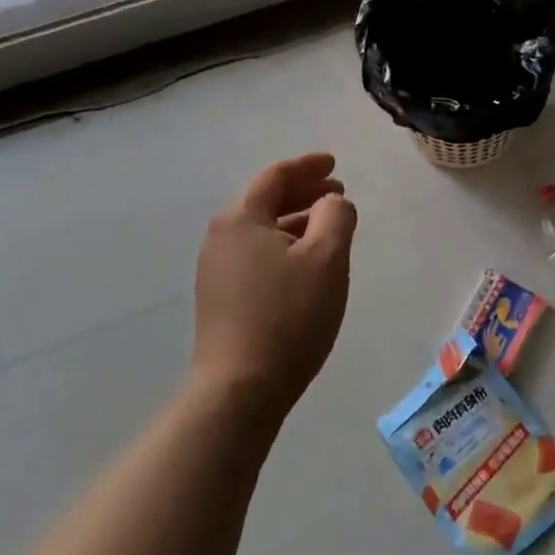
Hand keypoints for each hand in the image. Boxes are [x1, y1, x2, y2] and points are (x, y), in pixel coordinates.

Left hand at [194, 153, 357, 418]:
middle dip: (304, 193)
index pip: (277, 177)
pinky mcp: (221, 299)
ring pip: (263, 230)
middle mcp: (221, 238)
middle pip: (266, 201)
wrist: (240, 389)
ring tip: (329, 226)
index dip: (309, 166)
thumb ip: (336, 216)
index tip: (335, 164)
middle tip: (338, 193)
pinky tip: (306, 263)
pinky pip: (258, 255)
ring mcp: (217, 270)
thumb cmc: (289, 315)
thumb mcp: (326, 258)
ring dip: (297, 221)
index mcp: (241, 219)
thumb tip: (332, 201)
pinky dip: (285, 246)